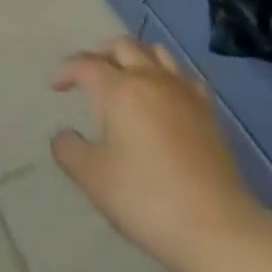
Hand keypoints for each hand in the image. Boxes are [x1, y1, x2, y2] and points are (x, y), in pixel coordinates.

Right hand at [51, 38, 264, 271]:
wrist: (214, 225)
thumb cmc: (145, 198)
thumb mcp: (93, 179)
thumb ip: (69, 150)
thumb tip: (63, 134)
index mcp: (120, 90)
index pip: (87, 64)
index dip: (67, 70)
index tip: (56, 87)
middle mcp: (152, 78)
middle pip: (123, 46)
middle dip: (101, 54)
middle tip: (88, 77)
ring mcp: (184, 91)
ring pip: (156, 52)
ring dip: (135, 56)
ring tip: (125, 78)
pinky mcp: (208, 109)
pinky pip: (183, 74)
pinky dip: (166, 74)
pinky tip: (164, 95)